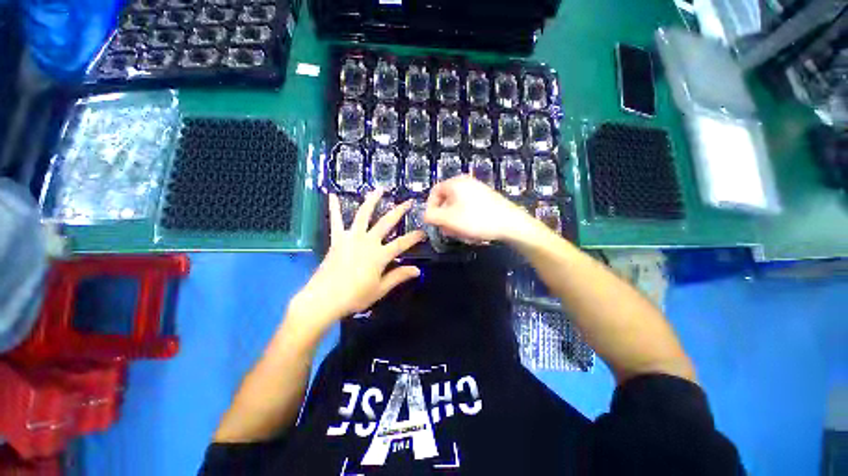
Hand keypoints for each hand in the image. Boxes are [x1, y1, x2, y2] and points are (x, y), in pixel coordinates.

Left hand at [290, 190, 425, 330]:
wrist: (324, 299)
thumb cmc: (354, 296)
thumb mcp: (380, 289)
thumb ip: (398, 276)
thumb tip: (417, 270)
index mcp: (379, 255)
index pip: (402, 243)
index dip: (414, 237)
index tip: (423, 232)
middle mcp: (368, 241)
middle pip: (386, 222)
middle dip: (399, 211)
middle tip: (407, 202)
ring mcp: (351, 238)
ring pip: (363, 214)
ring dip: (372, 200)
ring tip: (379, 189)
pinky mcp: (337, 239)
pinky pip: (336, 221)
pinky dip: (334, 208)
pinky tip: (332, 195)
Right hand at [424, 175, 531, 242]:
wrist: (510, 224)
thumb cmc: (476, 220)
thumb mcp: (448, 219)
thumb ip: (431, 216)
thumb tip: (425, 215)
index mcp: (455, 183)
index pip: (434, 192)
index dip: (430, 208)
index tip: (433, 222)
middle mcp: (466, 183)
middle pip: (446, 201)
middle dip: (445, 218)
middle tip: (448, 231)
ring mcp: (478, 190)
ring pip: (458, 207)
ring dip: (455, 221)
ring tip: (461, 233)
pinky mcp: (486, 199)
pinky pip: (469, 209)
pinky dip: (466, 220)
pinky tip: (472, 231)